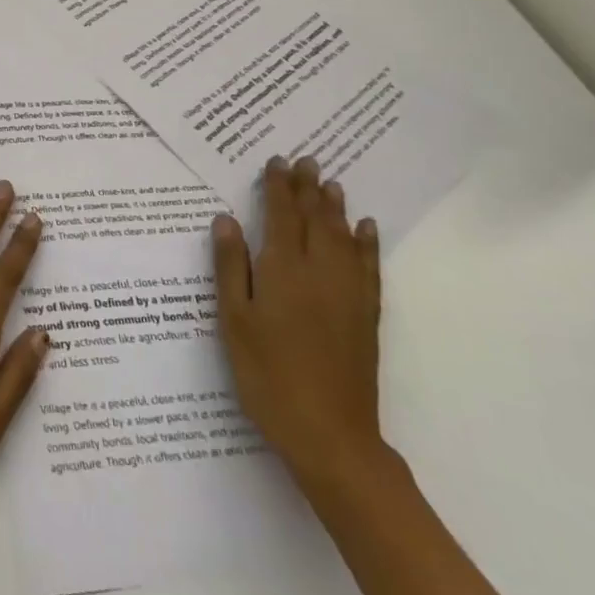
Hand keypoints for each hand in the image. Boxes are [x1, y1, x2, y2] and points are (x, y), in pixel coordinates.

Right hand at [212, 156, 384, 484]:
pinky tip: (367, 229)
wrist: (330, 435)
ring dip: (336, 207)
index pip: (282, 216)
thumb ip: (231, 267)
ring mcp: (348, 294)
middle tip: (306, 159)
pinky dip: (367, 244)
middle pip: (315, 219)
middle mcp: (320, 272)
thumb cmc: (268, 375)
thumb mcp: (234, 321)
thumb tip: (226, 219)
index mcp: (283, 270)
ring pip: (343, 237)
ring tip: (331, 182)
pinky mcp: (366, 316)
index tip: (276, 160)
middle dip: (308, 188)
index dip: (279, 186)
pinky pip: (369, 268)